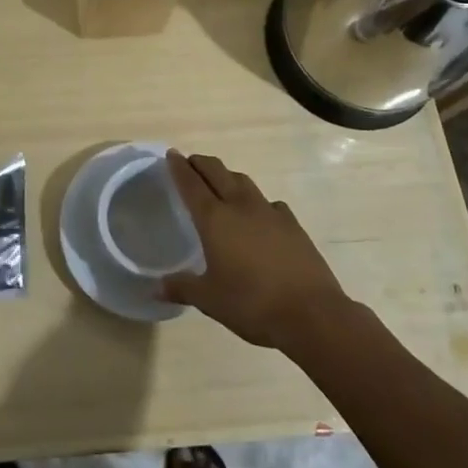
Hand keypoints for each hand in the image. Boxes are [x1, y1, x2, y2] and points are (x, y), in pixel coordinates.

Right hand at [162, 150, 349, 351]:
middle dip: (201, 164)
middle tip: (190, 163)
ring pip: (243, 181)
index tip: (171, 154)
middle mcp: (240, 206)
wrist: (311, 313)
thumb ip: (181, 288)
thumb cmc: (252, 304)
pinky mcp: (292, 224)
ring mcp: (270, 212)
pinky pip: (269, 203)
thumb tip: (156, 287)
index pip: (191, 184)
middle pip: (217, 172)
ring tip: (220, 183)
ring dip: (228, 176)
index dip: (179, 168)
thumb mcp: (210, 300)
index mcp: (215, 219)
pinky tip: (258, 215)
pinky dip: (257, 202)